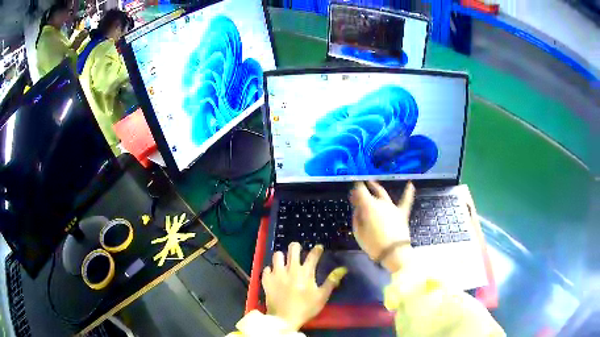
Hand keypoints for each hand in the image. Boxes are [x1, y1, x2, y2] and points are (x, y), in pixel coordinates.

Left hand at [262, 243, 347, 330]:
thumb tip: (343, 269)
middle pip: (293, 249)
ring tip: (284, 262)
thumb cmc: (306, 308)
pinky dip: (271, 270)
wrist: (284, 318)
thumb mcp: (322, 296)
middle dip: (296, 247)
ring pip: (277, 255)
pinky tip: (274, 275)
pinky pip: (267, 268)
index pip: (313, 255)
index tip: (319, 248)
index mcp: (305, 272)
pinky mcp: (266, 279)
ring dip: (282, 257)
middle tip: (298, 251)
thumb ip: (332, 281)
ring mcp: (277, 273)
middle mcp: (290, 269)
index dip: (317, 249)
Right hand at [350, 181, 414, 272]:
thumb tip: (358, 209)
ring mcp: (392, 207)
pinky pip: (406, 201)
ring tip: (372, 183)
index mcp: (369, 206)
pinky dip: (408, 192)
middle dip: (363, 192)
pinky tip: (410, 184)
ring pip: (384, 195)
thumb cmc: (373, 244)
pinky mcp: (402, 213)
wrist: (394, 252)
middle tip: (357, 195)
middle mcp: (381, 203)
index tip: (352, 193)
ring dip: (376, 190)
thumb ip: (357, 218)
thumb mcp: (358, 232)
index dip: (355, 189)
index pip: (360, 190)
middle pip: (371, 194)